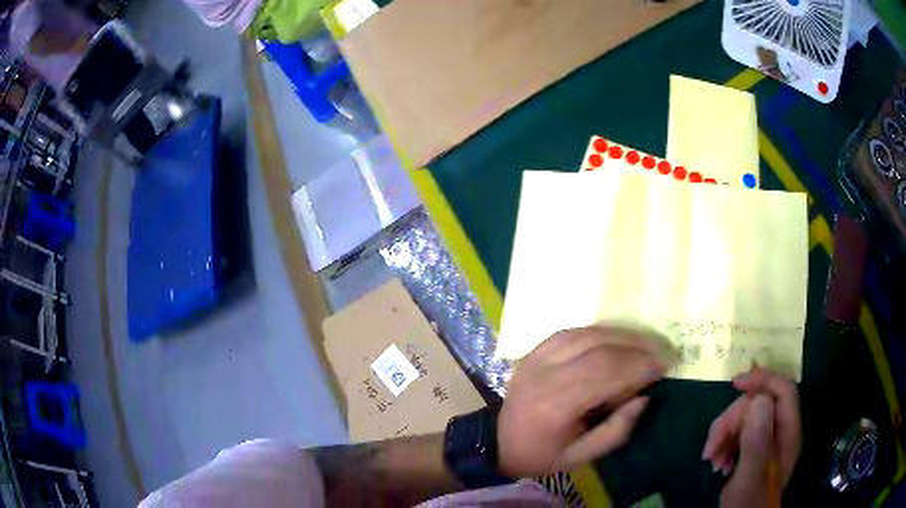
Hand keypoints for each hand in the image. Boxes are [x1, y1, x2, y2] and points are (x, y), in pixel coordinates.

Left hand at [497, 326, 673, 477]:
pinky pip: (572, 332)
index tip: (666, 365)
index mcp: (554, 405)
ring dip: (623, 335)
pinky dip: (600, 332)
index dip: (640, 364)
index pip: (605, 371)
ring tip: (648, 344)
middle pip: (599, 347)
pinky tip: (618, 340)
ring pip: (587, 333)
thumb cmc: (541, 455)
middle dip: (638, 347)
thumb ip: (616, 429)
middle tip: (664, 352)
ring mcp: (535, 357)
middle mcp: (543, 373)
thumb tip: (645, 397)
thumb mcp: (581, 456)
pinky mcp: (532, 351)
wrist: (497, 443)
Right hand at [702, 368, 801, 506]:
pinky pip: (739, 433)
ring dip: (724, 434)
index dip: (762, 381)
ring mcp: (767, 441)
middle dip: (732, 420)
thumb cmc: (747, 505)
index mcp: (788, 434)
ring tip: (711, 459)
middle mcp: (781, 432)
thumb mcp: (750, 477)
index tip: (734, 384)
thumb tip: (758, 400)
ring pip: (746, 418)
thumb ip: (757, 441)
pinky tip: (715, 461)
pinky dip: (724, 443)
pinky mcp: (754, 450)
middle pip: (759, 405)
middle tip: (712, 447)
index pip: (784, 391)